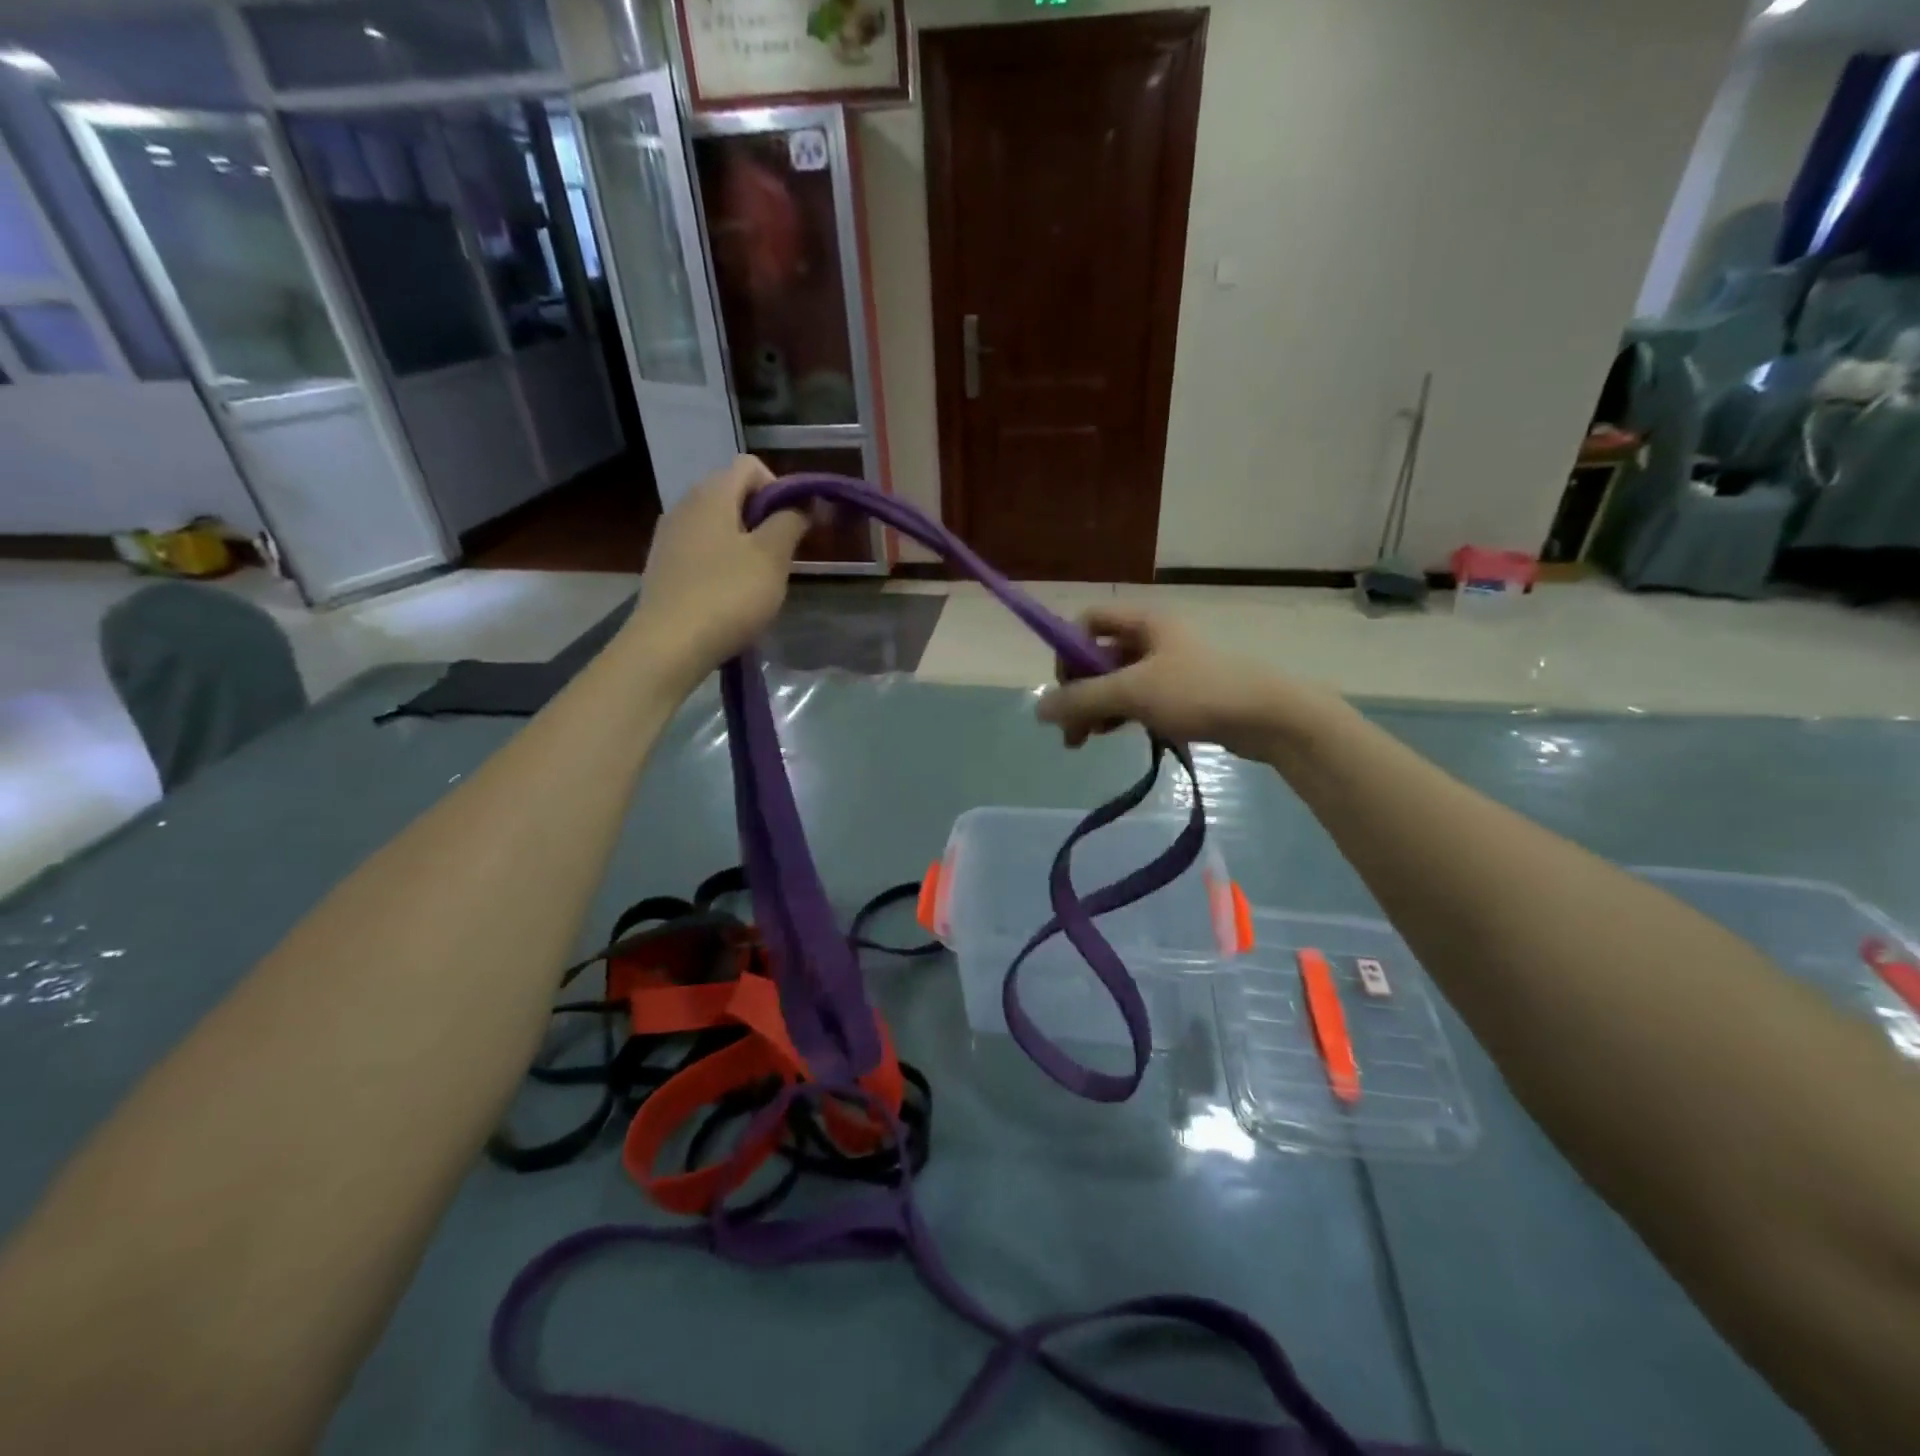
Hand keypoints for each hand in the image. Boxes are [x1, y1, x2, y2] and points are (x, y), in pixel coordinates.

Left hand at [630, 457, 807, 674]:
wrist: (668, 645)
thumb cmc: (728, 595)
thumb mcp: (772, 557)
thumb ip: (790, 521)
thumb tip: (801, 504)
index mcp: (711, 493)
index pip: (750, 465)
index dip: (779, 488)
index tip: (793, 526)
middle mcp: (684, 505)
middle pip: (732, 494)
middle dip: (763, 519)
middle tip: (780, 558)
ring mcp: (668, 537)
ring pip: (717, 525)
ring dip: (743, 544)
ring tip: (756, 582)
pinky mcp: (662, 567)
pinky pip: (700, 550)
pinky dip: (720, 564)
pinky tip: (728, 597)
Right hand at [1036, 607, 1334, 759]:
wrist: (1267, 718)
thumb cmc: (1197, 692)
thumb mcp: (1132, 692)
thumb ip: (1082, 699)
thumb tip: (1038, 709)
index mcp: (1143, 623)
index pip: (1088, 622)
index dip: (1068, 650)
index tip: (1065, 686)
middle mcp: (1151, 639)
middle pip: (1097, 657)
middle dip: (1078, 691)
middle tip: (1069, 730)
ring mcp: (1165, 668)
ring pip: (1115, 683)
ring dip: (1094, 709)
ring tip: (1083, 741)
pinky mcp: (1178, 695)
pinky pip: (1135, 700)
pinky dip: (1117, 716)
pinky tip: (1110, 736)